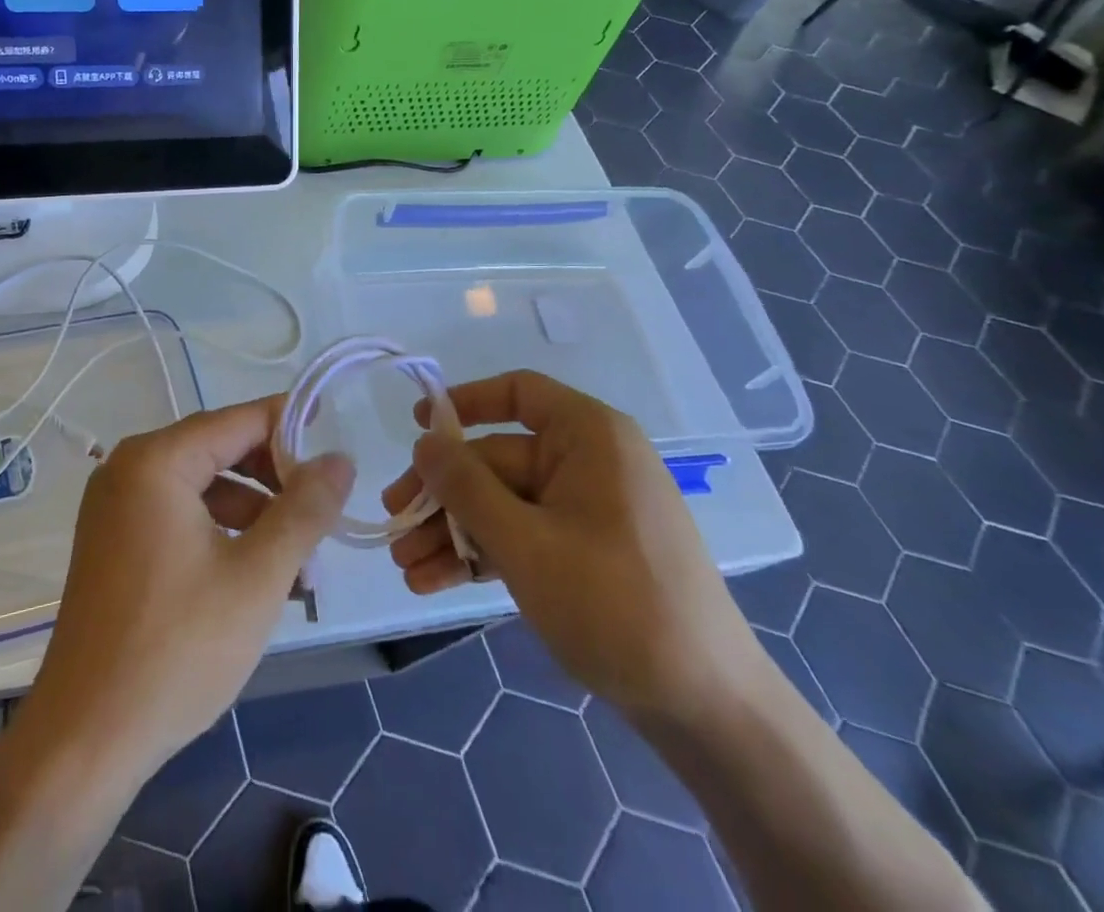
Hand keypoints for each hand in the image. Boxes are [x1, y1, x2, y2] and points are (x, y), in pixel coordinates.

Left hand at [15, 397, 353, 785]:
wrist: (84, 741)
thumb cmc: (177, 648)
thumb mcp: (258, 575)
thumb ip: (304, 509)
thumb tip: (339, 459)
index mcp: (156, 460)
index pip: (238, 421)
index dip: (290, 424)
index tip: (335, 438)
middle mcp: (128, 469)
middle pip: (219, 450)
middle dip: (275, 481)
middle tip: (322, 515)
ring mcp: (115, 508)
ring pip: (202, 488)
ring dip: (254, 514)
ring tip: (300, 565)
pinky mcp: (113, 543)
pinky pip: (178, 516)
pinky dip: (220, 534)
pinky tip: (255, 578)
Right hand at [383, 370, 763, 723]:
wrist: (708, 709)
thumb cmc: (614, 603)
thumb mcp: (524, 542)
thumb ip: (465, 486)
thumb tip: (423, 441)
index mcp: (589, 436)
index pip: (518, 393)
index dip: (464, 402)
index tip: (418, 427)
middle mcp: (589, 462)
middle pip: (497, 459)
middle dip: (443, 495)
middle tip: (395, 524)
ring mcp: (589, 510)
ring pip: (504, 504)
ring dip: (453, 532)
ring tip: (406, 566)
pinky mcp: (587, 553)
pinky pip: (524, 536)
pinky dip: (483, 554)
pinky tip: (435, 581)